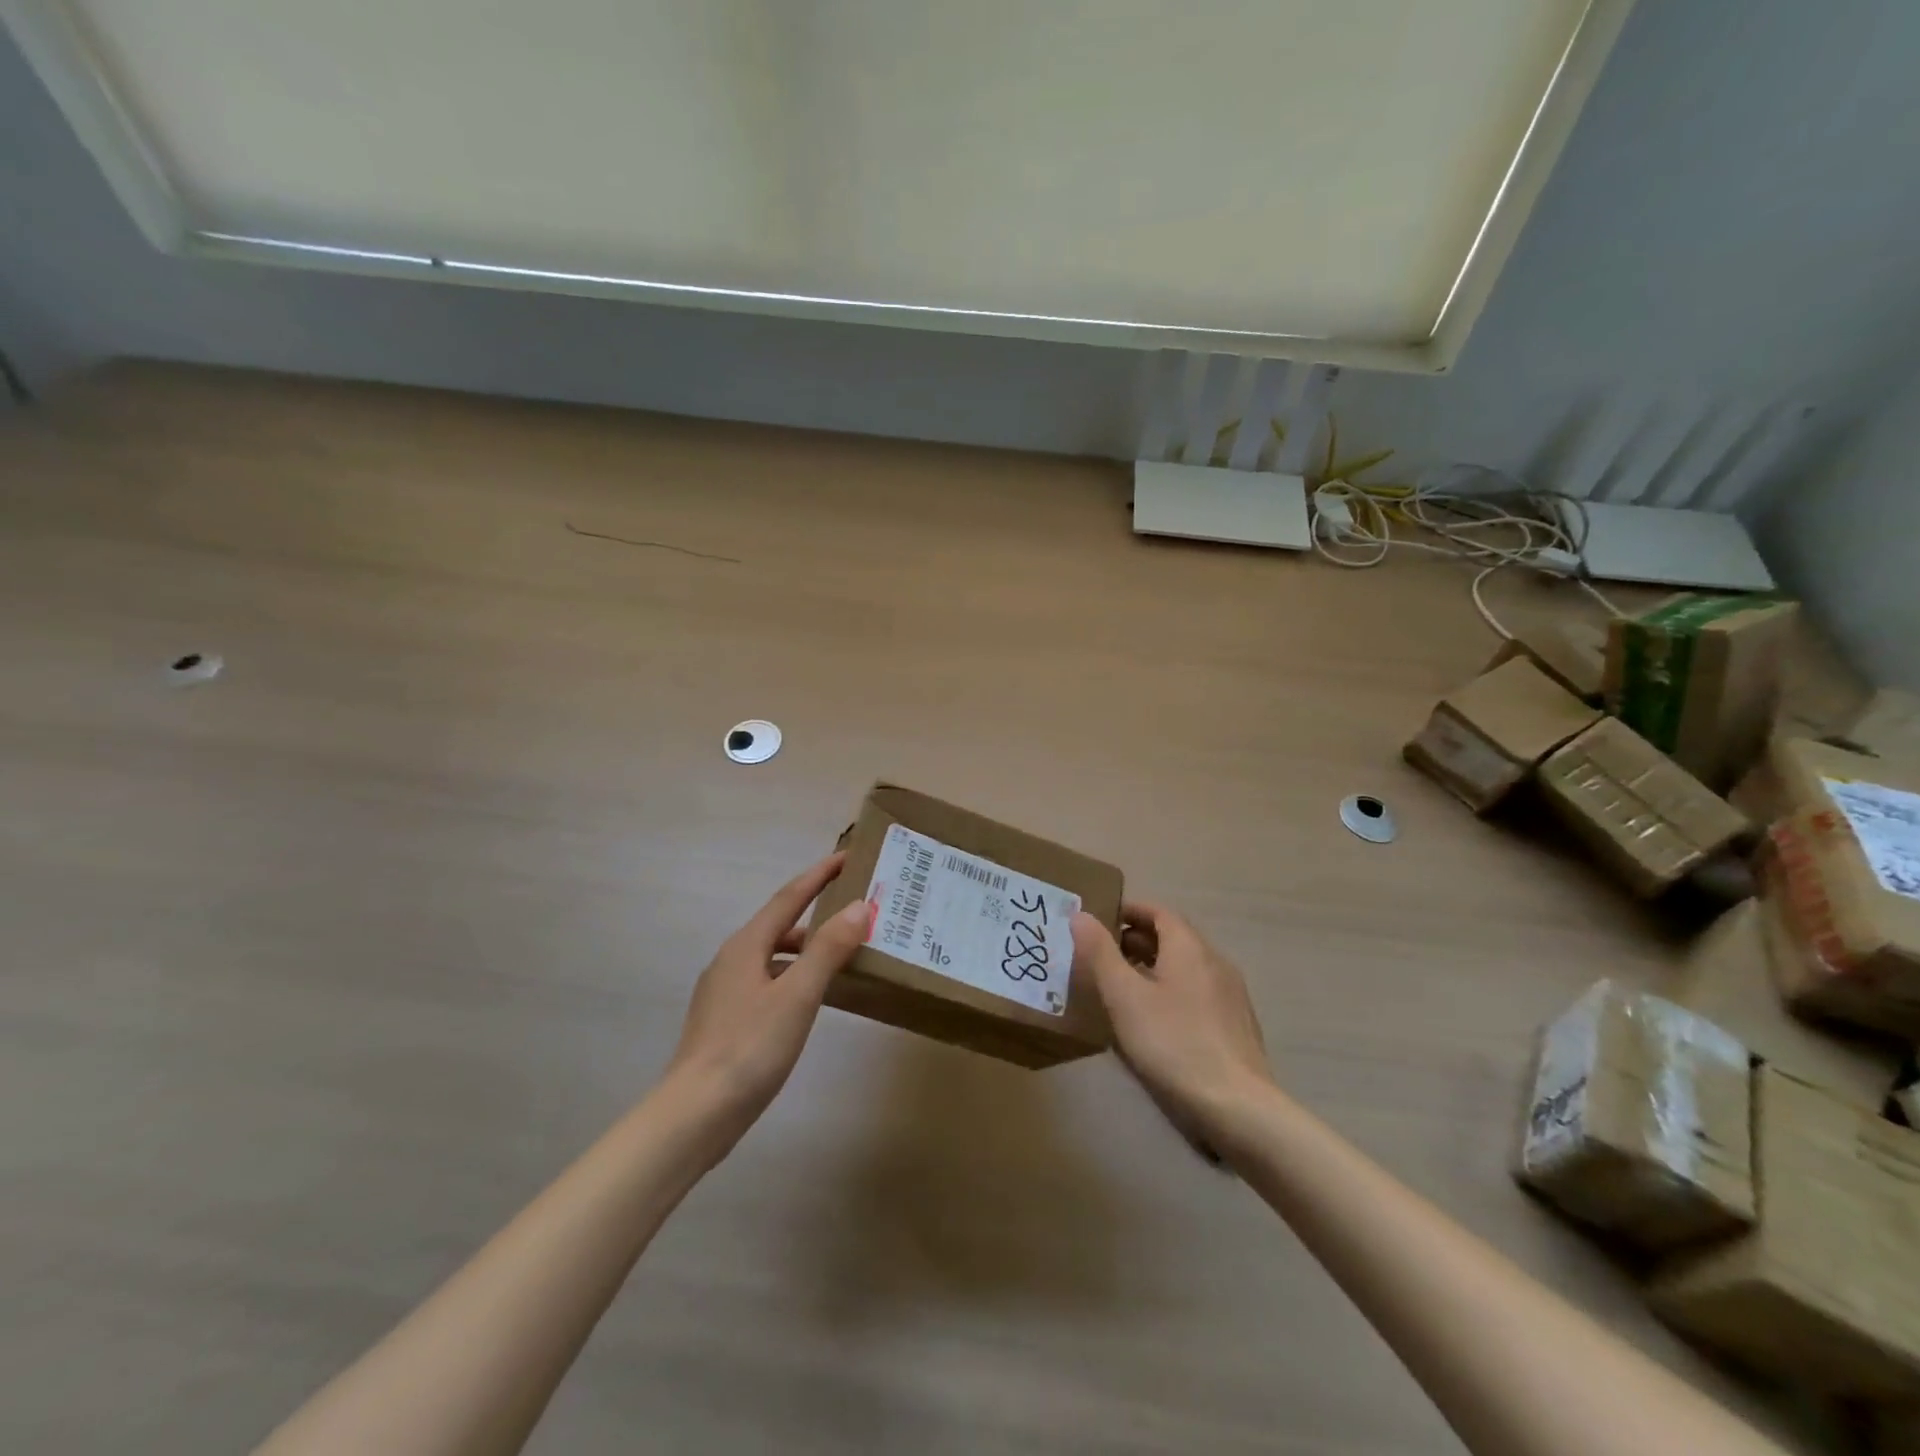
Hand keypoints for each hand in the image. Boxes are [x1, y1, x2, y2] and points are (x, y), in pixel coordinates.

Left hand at [667, 852, 868, 1144]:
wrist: (694, 1115)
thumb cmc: (749, 1048)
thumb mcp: (797, 995)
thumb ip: (828, 949)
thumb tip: (859, 906)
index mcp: (746, 945)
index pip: (789, 897)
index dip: (819, 875)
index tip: (847, 856)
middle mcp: (732, 960)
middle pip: (780, 924)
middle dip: (816, 912)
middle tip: (854, 910)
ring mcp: (725, 991)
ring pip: (773, 956)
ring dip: (807, 948)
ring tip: (842, 954)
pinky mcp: (726, 1020)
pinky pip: (768, 981)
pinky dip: (794, 977)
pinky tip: (811, 998)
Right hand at [1072, 901, 1273, 1150]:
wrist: (1239, 1109)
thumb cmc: (1174, 1044)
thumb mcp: (1125, 997)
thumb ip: (1100, 953)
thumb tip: (1080, 915)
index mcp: (1190, 948)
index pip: (1159, 912)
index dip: (1129, 912)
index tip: (1100, 921)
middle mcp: (1215, 962)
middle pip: (1173, 938)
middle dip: (1136, 941)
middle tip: (1102, 957)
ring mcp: (1231, 996)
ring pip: (1186, 968)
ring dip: (1153, 968)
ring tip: (1122, 989)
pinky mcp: (1237, 1027)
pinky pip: (1198, 994)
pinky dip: (1172, 992)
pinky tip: (1155, 1023)